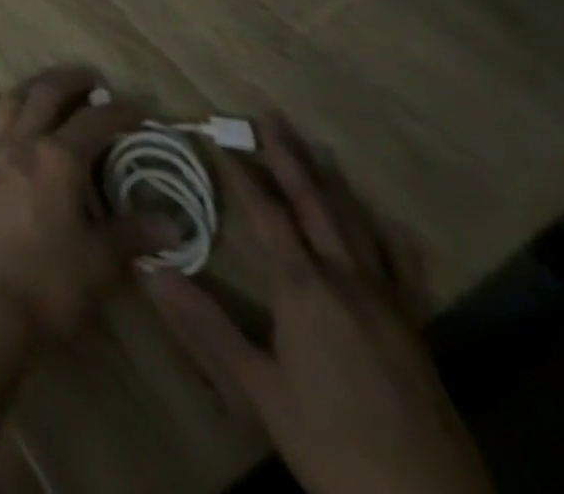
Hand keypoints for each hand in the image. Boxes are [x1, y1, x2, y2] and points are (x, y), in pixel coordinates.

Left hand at [0, 69, 175, 352]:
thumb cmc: (49, 282)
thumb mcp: (101, 262)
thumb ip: (133, 234)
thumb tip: (173, 224)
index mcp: (58, 158)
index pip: (94, 121)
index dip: (119, 112)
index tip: (138, 110)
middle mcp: (22, 141)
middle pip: (45, 94)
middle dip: (71, 81)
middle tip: (91, 79)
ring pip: (11, 99)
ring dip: (33, 86)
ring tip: (50, 87)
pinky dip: (7, 108)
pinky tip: (13, 118)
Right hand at [144, 118, 492, 493]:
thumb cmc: (333, 444)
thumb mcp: (260, 390)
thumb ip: (205, 325)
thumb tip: (147, 268)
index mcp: (305, 288)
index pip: (266, 213)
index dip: (239, 172)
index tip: (215, 135)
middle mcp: (348, 281)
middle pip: (315, 204)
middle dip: (289, 158)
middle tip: (269, 117)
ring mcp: (388, 304)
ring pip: (357, 226)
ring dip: (330, 183)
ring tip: (315, 149)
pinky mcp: (415, 330)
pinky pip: (398, 266)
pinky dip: (382, 234)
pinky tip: (383, 224)